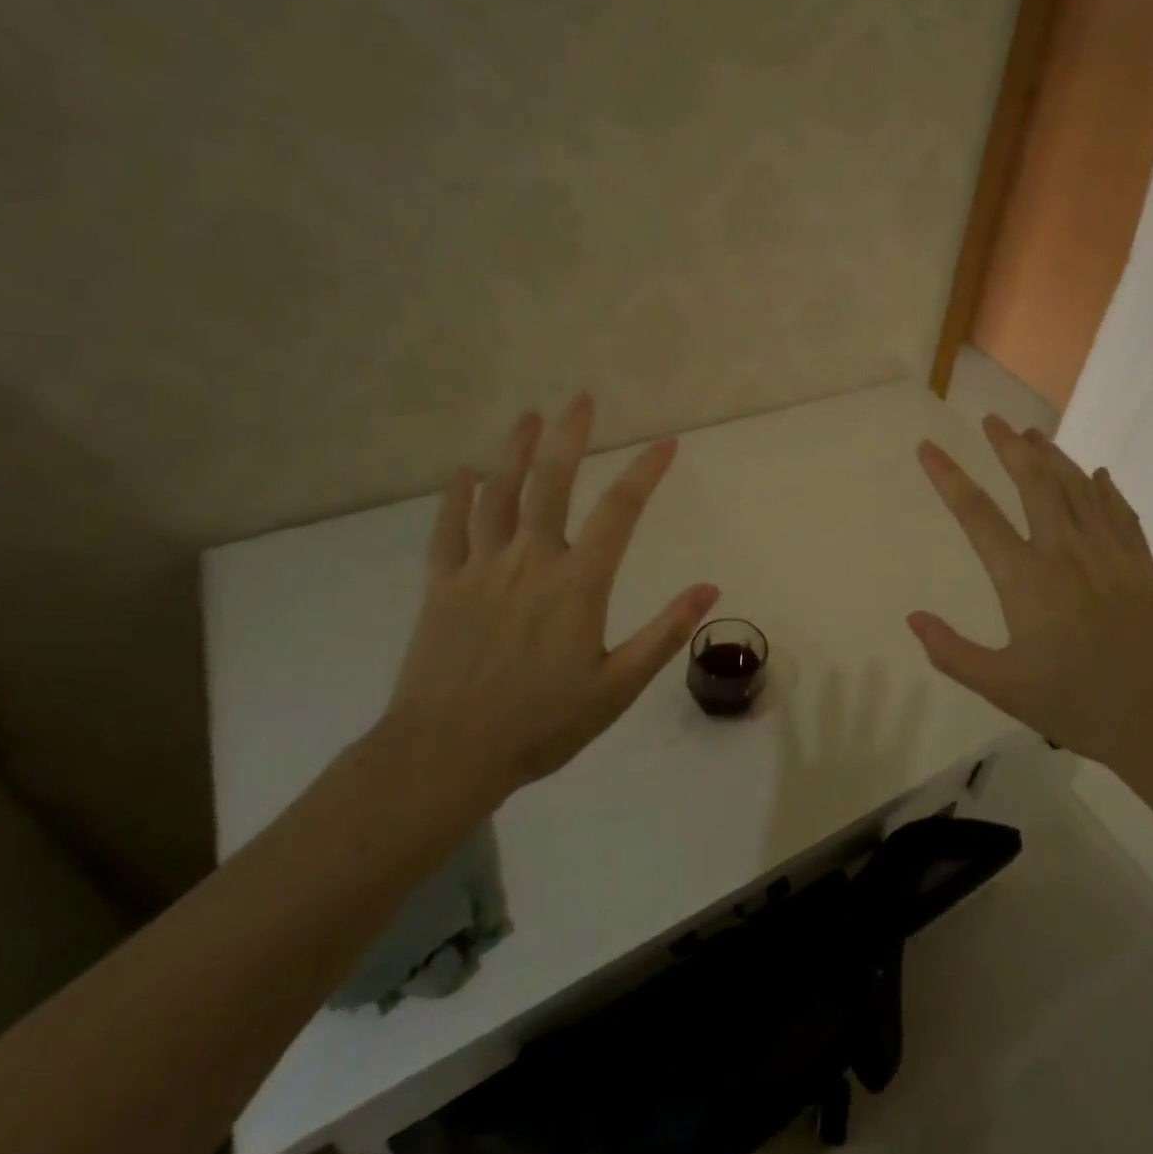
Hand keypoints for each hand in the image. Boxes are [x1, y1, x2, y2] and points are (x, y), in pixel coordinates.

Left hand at [385, 394, 718, 803]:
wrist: (446, 755)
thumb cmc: (541, 724)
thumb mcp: (618, 687)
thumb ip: (664, 633)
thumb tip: (710, 588)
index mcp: (576, 584)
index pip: (619, 512)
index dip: (646, 472)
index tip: (667, 443)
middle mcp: (530, 562)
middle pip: (551, 485)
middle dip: (569, 437)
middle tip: (581, 398)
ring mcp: (481, 569)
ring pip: (498, 496)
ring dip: (515, 452)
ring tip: (529, 416)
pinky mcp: (442, 586)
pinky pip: (448, 530)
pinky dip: (456, 497)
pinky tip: (463, 472)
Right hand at [907, 415, 1152, 767]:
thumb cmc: (1077, 705)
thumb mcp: (1002, 688)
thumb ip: (952, 652)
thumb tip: (912, 618)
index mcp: (1026, 579)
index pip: (977, 514)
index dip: (948, 477)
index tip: (928, 447)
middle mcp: (1066, 551)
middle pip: (1033, 482)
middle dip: (1008, 446)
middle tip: (991, 419)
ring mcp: (1109, 553)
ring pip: (1077, 488)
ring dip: (1053, 456)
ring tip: (1033, 433)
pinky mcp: (1141, 564)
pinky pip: (1120, 511)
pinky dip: (1105, 488)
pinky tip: (1097, 474)